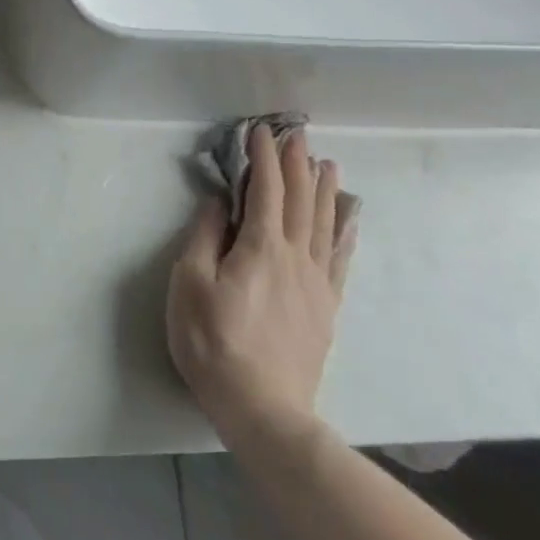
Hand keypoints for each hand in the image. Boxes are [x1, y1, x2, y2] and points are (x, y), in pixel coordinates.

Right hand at [167, 126, 356, 448]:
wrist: (264, 408)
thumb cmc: (214, 343)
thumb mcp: (190, 285)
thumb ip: (204, 236)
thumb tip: (217, 200)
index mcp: (261, 246)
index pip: (266, 189)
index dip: (264, 157)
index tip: (261, 131)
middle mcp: (295, 256)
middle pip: (300, 199)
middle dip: (297, 163)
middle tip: (298, 134)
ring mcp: (316, 282)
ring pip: (324, 223)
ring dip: (324, 189)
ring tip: (327, 164)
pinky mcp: (326, 307)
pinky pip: (340, 258)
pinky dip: (344, 231)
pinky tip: (349, 219)